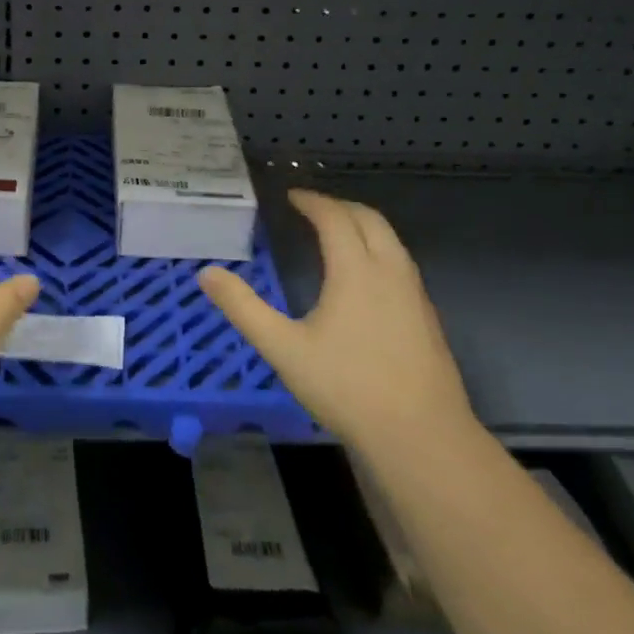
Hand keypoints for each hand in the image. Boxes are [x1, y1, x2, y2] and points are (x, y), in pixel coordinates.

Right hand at [198, 189, 473, 453]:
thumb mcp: (283, 348)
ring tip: (336, 234)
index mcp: (355, 270)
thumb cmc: (347, 387)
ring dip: (363, 226)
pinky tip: (364, 279)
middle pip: (370, 219)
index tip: (290, 196)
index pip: (335, 217)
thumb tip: (207, 274)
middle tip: (312, 208)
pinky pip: (401, 264)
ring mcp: (415, 295)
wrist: (422, 437)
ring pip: (391, 241)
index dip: (312, 201)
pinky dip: (378, 250)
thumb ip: (243, 308)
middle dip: (340, 206)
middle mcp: (390, 272)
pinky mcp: (427, 318)